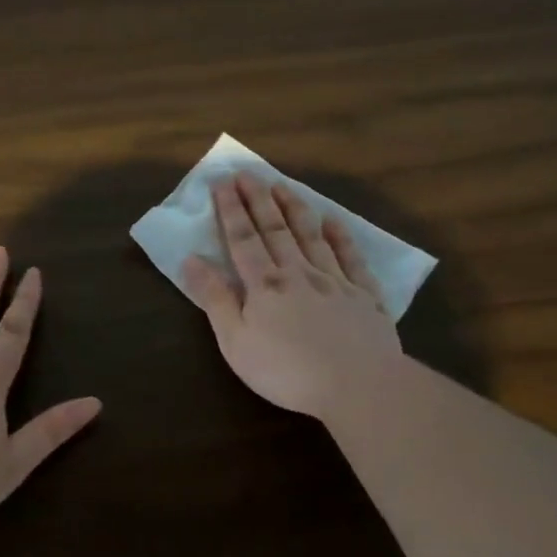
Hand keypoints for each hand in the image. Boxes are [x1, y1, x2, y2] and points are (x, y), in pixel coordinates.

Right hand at [182, 173, 401, 418]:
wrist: (356, 384)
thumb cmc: (285, 370)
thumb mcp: (235, 342)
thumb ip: (215, 300)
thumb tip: (191, 260)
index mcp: (264, 286)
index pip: (243, 239)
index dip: (230, 210)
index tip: (222, 181)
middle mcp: (298, 273)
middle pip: (275, 230)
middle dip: (259, 199)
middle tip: (248, 172)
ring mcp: (335, 282)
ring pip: (311, 236)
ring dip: (295, 209)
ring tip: (283, 185)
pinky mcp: (364, 296)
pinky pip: (351, 258)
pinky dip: (341, 237)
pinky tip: (334, 222)